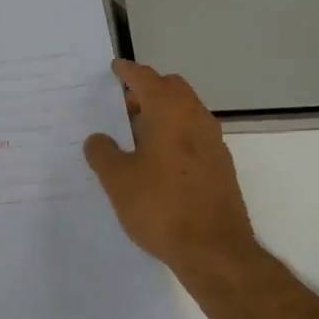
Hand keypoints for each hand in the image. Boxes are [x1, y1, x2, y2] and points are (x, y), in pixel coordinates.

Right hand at [84, 58, 261, 273]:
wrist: (214, 250)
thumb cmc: (160, 206)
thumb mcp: (117, 180)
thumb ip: (103, 153)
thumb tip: (98, 140)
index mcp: (169, 113)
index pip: (147, 79)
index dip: (128, 72)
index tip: (115, 68)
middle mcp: (196, 119)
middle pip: (172, 89)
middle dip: (148, 89)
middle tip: (122, 104)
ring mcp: (213, 143)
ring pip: (186, 112)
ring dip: (163, 112)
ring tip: (135, 133)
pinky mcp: (220, 167)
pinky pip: (194, 135)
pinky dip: (175, 133)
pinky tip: (157, 159)